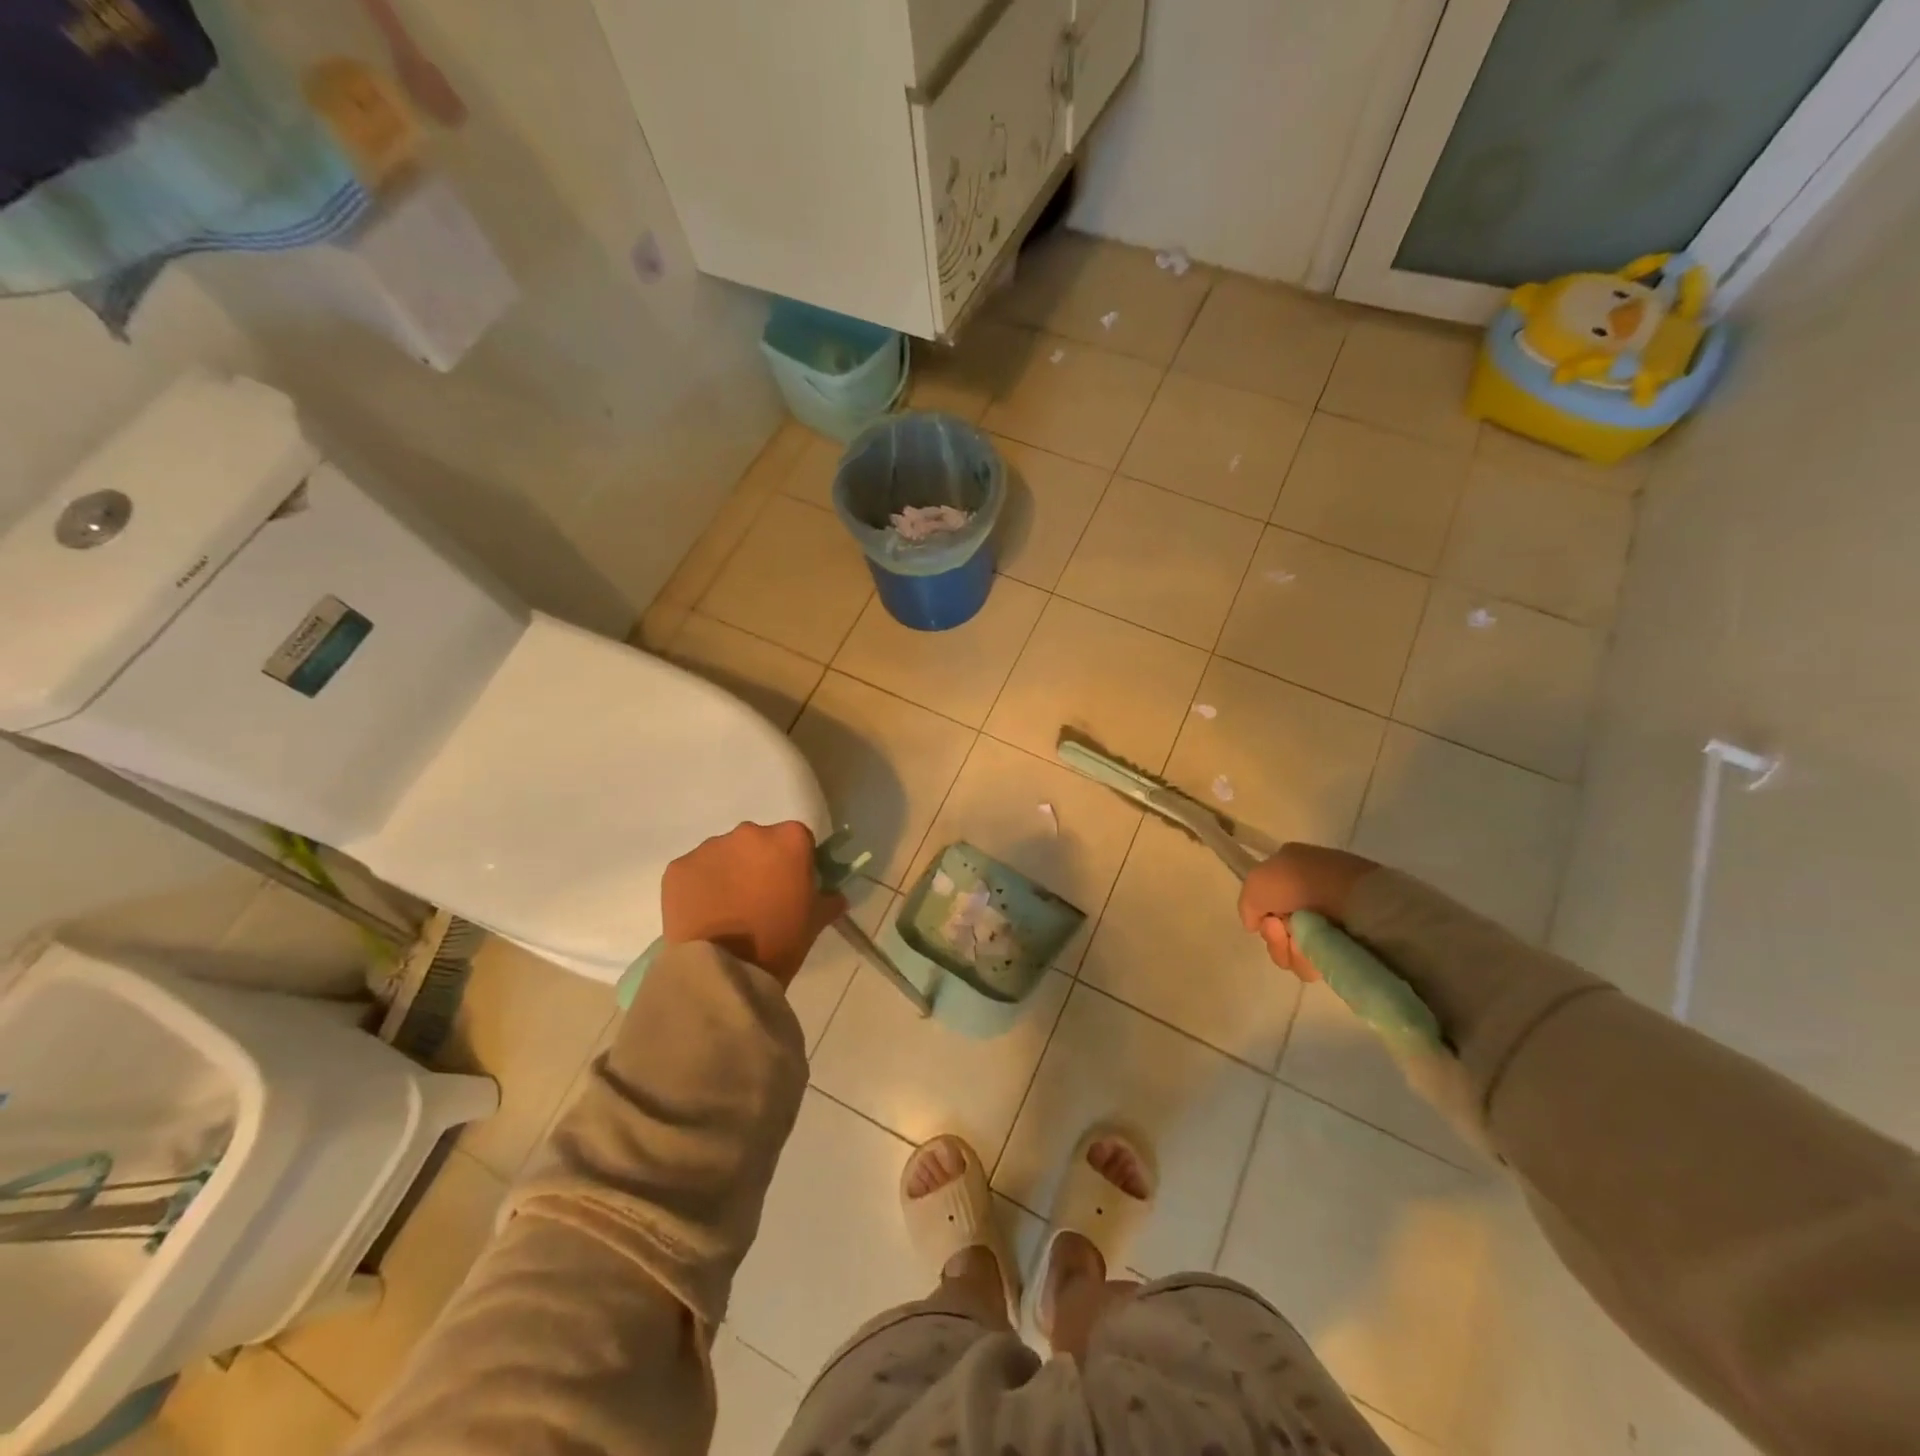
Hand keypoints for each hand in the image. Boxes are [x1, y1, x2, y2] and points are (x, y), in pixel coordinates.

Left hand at [662, 821, 846, 986]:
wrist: (724, 970)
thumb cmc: (779, 941)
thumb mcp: (815, 922)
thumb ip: (828, 900)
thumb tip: (834, 895)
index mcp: (789, 839)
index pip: (798, 840)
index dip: (796, 862)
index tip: (792, 885)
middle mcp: (749, 832)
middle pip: (758, 842)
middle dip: (759, 863)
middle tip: (759, 898)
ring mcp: (710, 848)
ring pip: (724, 854)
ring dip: (728, 873)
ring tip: (727, 909)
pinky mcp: (678, 867)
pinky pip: (695, 871)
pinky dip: (699, 886)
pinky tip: (703, 913)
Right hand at [1237, 844, 1375, 981]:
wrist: (1357, 901)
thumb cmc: (1303, 883)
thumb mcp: (1258, 882)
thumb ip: (1247, 904)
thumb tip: (1255, 924)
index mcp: (1291, 869)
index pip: (1265, 902)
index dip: (1261, 915)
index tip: (1266, 920)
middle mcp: (1310, 893)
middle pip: (1278, 929)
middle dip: (1275, 937)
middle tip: (1283, 932)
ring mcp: (1331, 919)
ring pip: (1294, 949)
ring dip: (1291, 951)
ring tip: (1305, 943)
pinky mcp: (1349, 944)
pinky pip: (1317, 961)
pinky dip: (1312, 960)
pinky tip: (1321, 951)